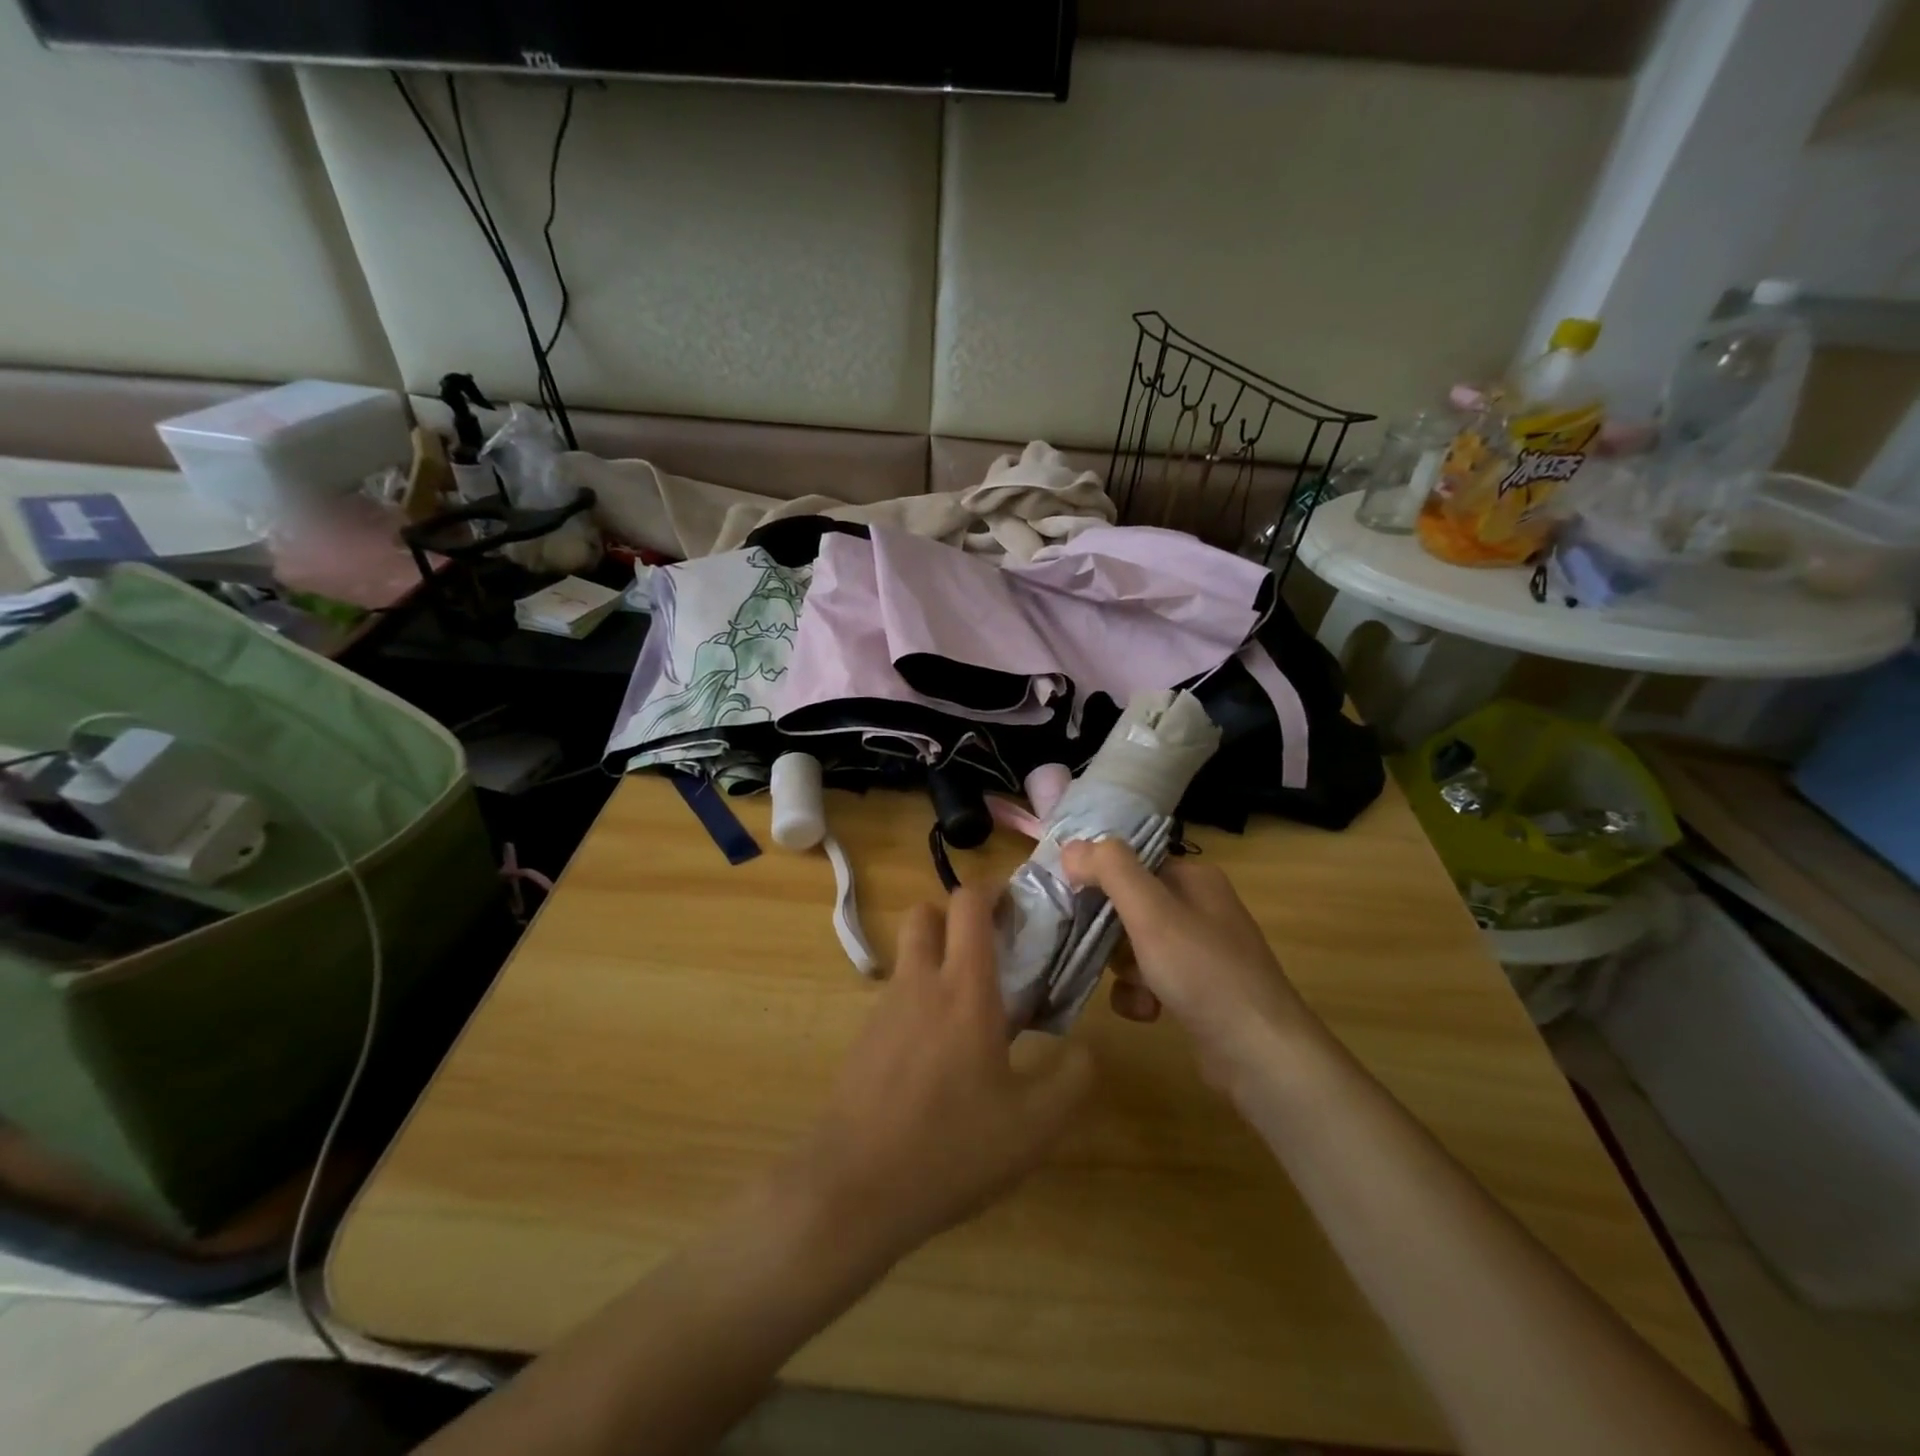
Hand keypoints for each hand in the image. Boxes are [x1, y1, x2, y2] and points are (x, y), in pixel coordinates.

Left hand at [786, 884, 1093, 1265]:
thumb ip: (1073, 1079)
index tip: (1018, 905)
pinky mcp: (863, 1040)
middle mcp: (918, 983)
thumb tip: (1089, 1048)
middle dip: (956, 916)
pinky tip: (940, 1057)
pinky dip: (920, 1000)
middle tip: (992, 950)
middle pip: (925, 913)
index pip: (969, 904)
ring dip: (937, 959)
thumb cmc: (952, 1147)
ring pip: (908, 956)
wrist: (853, 1189)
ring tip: (973, 1011)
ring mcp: (883, 1009)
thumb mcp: (1035, 1126)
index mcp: (963, 987)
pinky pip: (896, 997)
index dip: (993, 890)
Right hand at [1061, 839, 1310, 1091]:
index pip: (1131, 863)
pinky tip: (1147, 1012)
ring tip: (1134, 986)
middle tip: (1100, 950)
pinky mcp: (1198, 991)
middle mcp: (1200, 908)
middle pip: (1129, 907)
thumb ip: (1110, 871)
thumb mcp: (1151, 913)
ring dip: (1123, 969)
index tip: (1071, 902)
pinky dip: (1140, 995)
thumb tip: (1070, 847)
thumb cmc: (1203, 971)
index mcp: (1194, 878)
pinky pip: (1150, 981)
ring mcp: (1201, 952)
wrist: (1260, 1054)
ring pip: (1135, 947)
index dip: (1098, 879)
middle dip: (1109, 933)